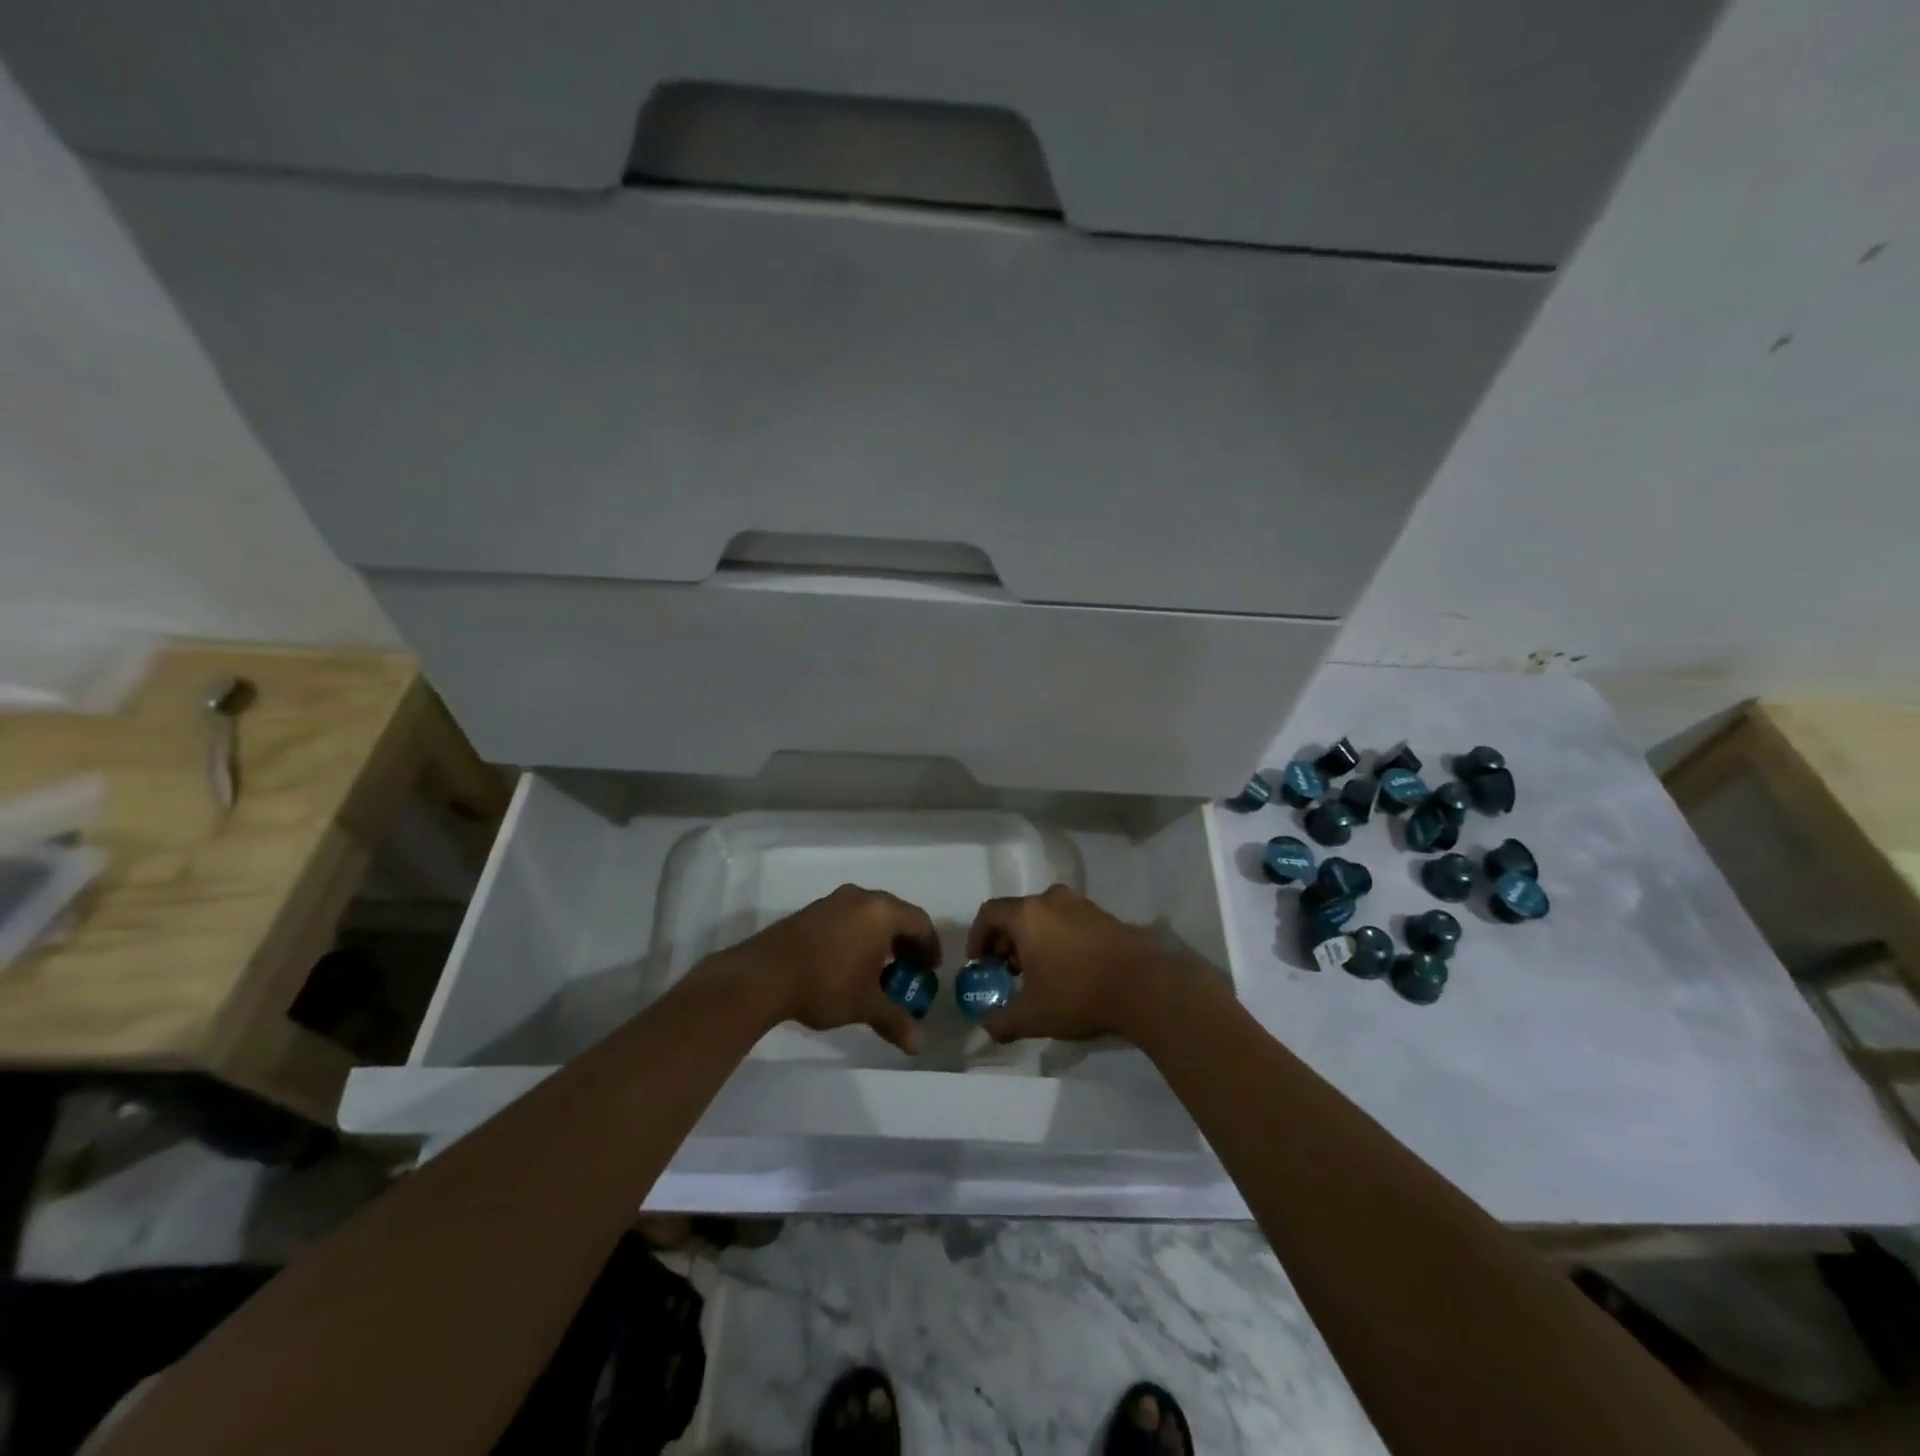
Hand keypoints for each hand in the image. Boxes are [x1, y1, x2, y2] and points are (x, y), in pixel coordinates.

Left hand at [718, 884, 938, 1053]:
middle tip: (908, 970)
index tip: (930, 970)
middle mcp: (861, 898)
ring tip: (879, 970)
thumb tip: (920, 1045)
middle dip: (906, 943)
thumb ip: (896, 1021)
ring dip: (880, 939)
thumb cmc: (826, 983)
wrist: (764, 975)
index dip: (930, 946)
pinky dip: (858, 936)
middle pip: (896, 915)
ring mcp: (833, 901)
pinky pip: (848, 918)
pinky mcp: (812, 911)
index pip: (920, 922)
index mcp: (882, 912)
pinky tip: (849, 963)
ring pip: (869, 915)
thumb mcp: (865, 1005)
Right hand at [965, 885, 1190, 1043]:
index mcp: (1027, 915)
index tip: (980, 964)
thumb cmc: (1079, 994)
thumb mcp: (1032, 1016)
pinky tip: (1067, 970)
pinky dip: (1057, 939)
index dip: (978, 937)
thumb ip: (1001, 1021)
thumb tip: (986, 1026)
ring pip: (1044, 917)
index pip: (989, 913)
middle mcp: (1051, 900)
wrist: (1145, 986)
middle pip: (1016, 914)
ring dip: (1033, 941)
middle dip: (1005, 942)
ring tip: (1037, 974)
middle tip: (1007, 973)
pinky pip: (1067, 921)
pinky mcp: (1104, 915)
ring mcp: (1081, 904)